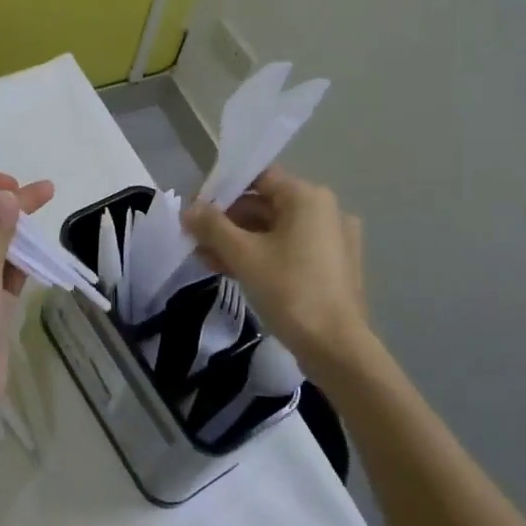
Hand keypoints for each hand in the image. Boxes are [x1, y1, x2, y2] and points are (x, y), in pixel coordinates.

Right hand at [182, 167, 371, 366]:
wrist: (336, 347)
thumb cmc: (290, 290)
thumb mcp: (243, 255)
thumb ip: (212, 226)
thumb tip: (189, 209)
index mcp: (307, 198)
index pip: (258, 178)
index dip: (223, 190)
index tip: (197, 211)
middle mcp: (325, 211)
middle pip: (265, 204)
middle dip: (227, 222)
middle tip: (196, 240)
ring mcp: (332, 239)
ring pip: (276, 230)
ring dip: (240, 241)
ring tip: (208, 260)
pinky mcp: (333, 266)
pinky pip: (290, 249)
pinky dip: (262, 255)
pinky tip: (233, 272)